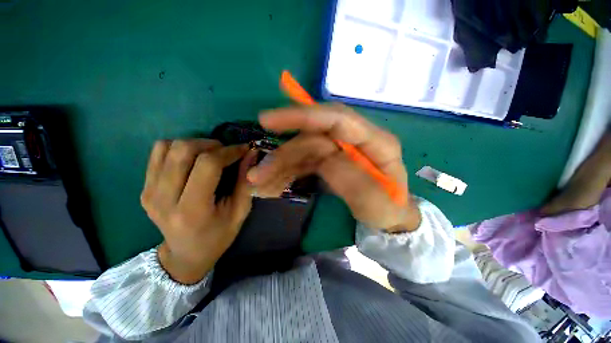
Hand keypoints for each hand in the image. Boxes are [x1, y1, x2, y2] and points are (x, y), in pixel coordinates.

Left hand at [141, 139, 254, 283]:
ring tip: (210, 155)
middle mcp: (164, 199)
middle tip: (226, 153)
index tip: (243, 149)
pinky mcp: (144, 188)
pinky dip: (179, 149)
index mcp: (192, 210)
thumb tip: (251, 154)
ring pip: (168, 147)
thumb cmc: (218, 236)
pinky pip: (158, 152)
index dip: (229, 151)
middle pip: (183, 150)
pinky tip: (193, 160)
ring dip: (195, 144)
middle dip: (211, 144)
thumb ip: (246, 182)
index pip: (208, 165)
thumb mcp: (240, 212)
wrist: (185, 254)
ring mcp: (150, 192)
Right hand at [248, 104, 420, 231]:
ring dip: (281, 165)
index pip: (338, 119)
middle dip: (285, 153)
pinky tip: (274, 183)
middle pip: (313, 136)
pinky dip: (287, 171)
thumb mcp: (377, 204)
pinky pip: (304, 161)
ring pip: (304, 149)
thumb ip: (354, 181)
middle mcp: (356, 140)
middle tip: (258, 173)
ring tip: (261, 182)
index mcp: (376, 142)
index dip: (304, 116)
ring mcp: (341, 149)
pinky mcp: (330, 159)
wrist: (388, 217)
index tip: (269, 120)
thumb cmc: (388, 211)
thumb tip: (326, 159)